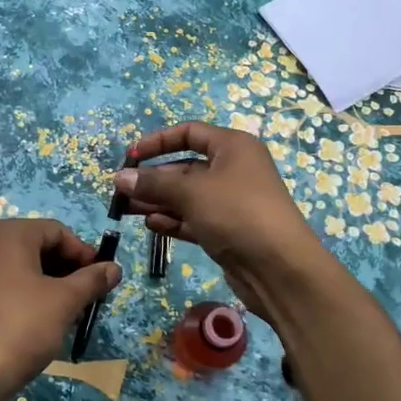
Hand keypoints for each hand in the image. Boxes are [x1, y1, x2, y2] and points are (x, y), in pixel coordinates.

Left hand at [0, 217, 121, 400]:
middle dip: (69, 271)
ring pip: (24, 270)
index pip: (57, 231)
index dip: (84, 253)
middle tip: (90, 298)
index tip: (103, 278)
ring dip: (52, 287)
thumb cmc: (21, 326)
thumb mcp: (65, 301)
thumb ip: (92, 280)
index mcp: (8, 235)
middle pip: (39, 248)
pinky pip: (7, 289)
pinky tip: (45, 325)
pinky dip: (30, 299)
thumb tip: (114, 268)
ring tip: (72, 314)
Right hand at [115, 121, 328, 319]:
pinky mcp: (228, 230)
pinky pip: (194, 218)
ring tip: (127, 210)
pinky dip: (173, 220)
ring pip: (187, 196)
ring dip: (158, 201)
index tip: (131, 157)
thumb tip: (119, 178)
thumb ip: (153, 183)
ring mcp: (231, 202)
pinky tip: (150, 226)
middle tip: (121, 192)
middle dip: (153, 178)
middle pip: (185, 167)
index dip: (158, 141)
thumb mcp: (191, 192)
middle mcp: (233, 169)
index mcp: (233, 147)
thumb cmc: (237, 213)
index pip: (190, 133)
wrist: (280, 268)